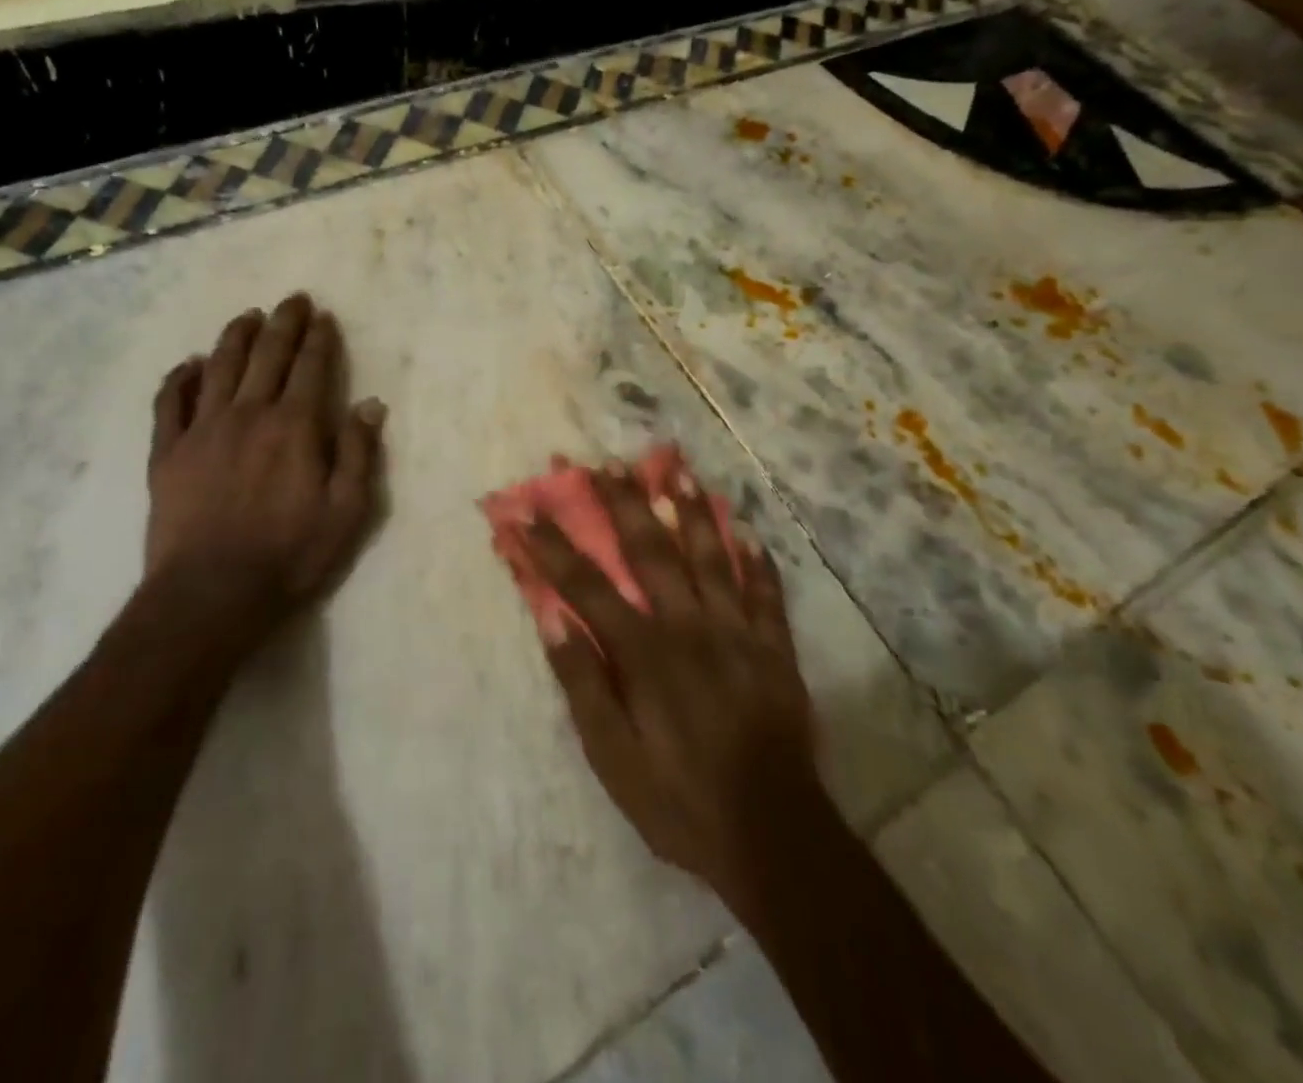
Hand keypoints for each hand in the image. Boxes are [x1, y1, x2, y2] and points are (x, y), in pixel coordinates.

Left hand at [135, 292, 386, 664]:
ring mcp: (202, 430)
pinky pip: (170, 403)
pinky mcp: (167, 452)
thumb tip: (371, 405)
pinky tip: (189, 364)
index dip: (320, 339)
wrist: (210, 595)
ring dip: (236, 337)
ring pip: (220, 367)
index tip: (324, 317)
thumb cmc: (290, 555)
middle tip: (292, 300)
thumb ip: (359, 453)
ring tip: (247, 316)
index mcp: (294, 426)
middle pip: (267, 356)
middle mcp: (248, 414)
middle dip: (283, 324)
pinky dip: (180, 378)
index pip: (311, 368)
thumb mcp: (347, 512)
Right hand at [522, 464, 826, 910]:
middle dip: (623, 504)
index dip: (553, 546)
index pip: (587, 585)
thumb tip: (552, 618)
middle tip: (605, 463)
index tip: (527, 511)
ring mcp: (739, 632)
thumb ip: (583, 684)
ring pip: (712, 557)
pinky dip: (757, 560)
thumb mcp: (613, 758)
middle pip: (651, 552)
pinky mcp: (776, 649)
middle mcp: (690, 626)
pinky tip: (749, 531)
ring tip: (676, 470)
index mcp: (645, 652)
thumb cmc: (680, 801)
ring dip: (691, 510)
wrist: (774, 838)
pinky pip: (766, 593)